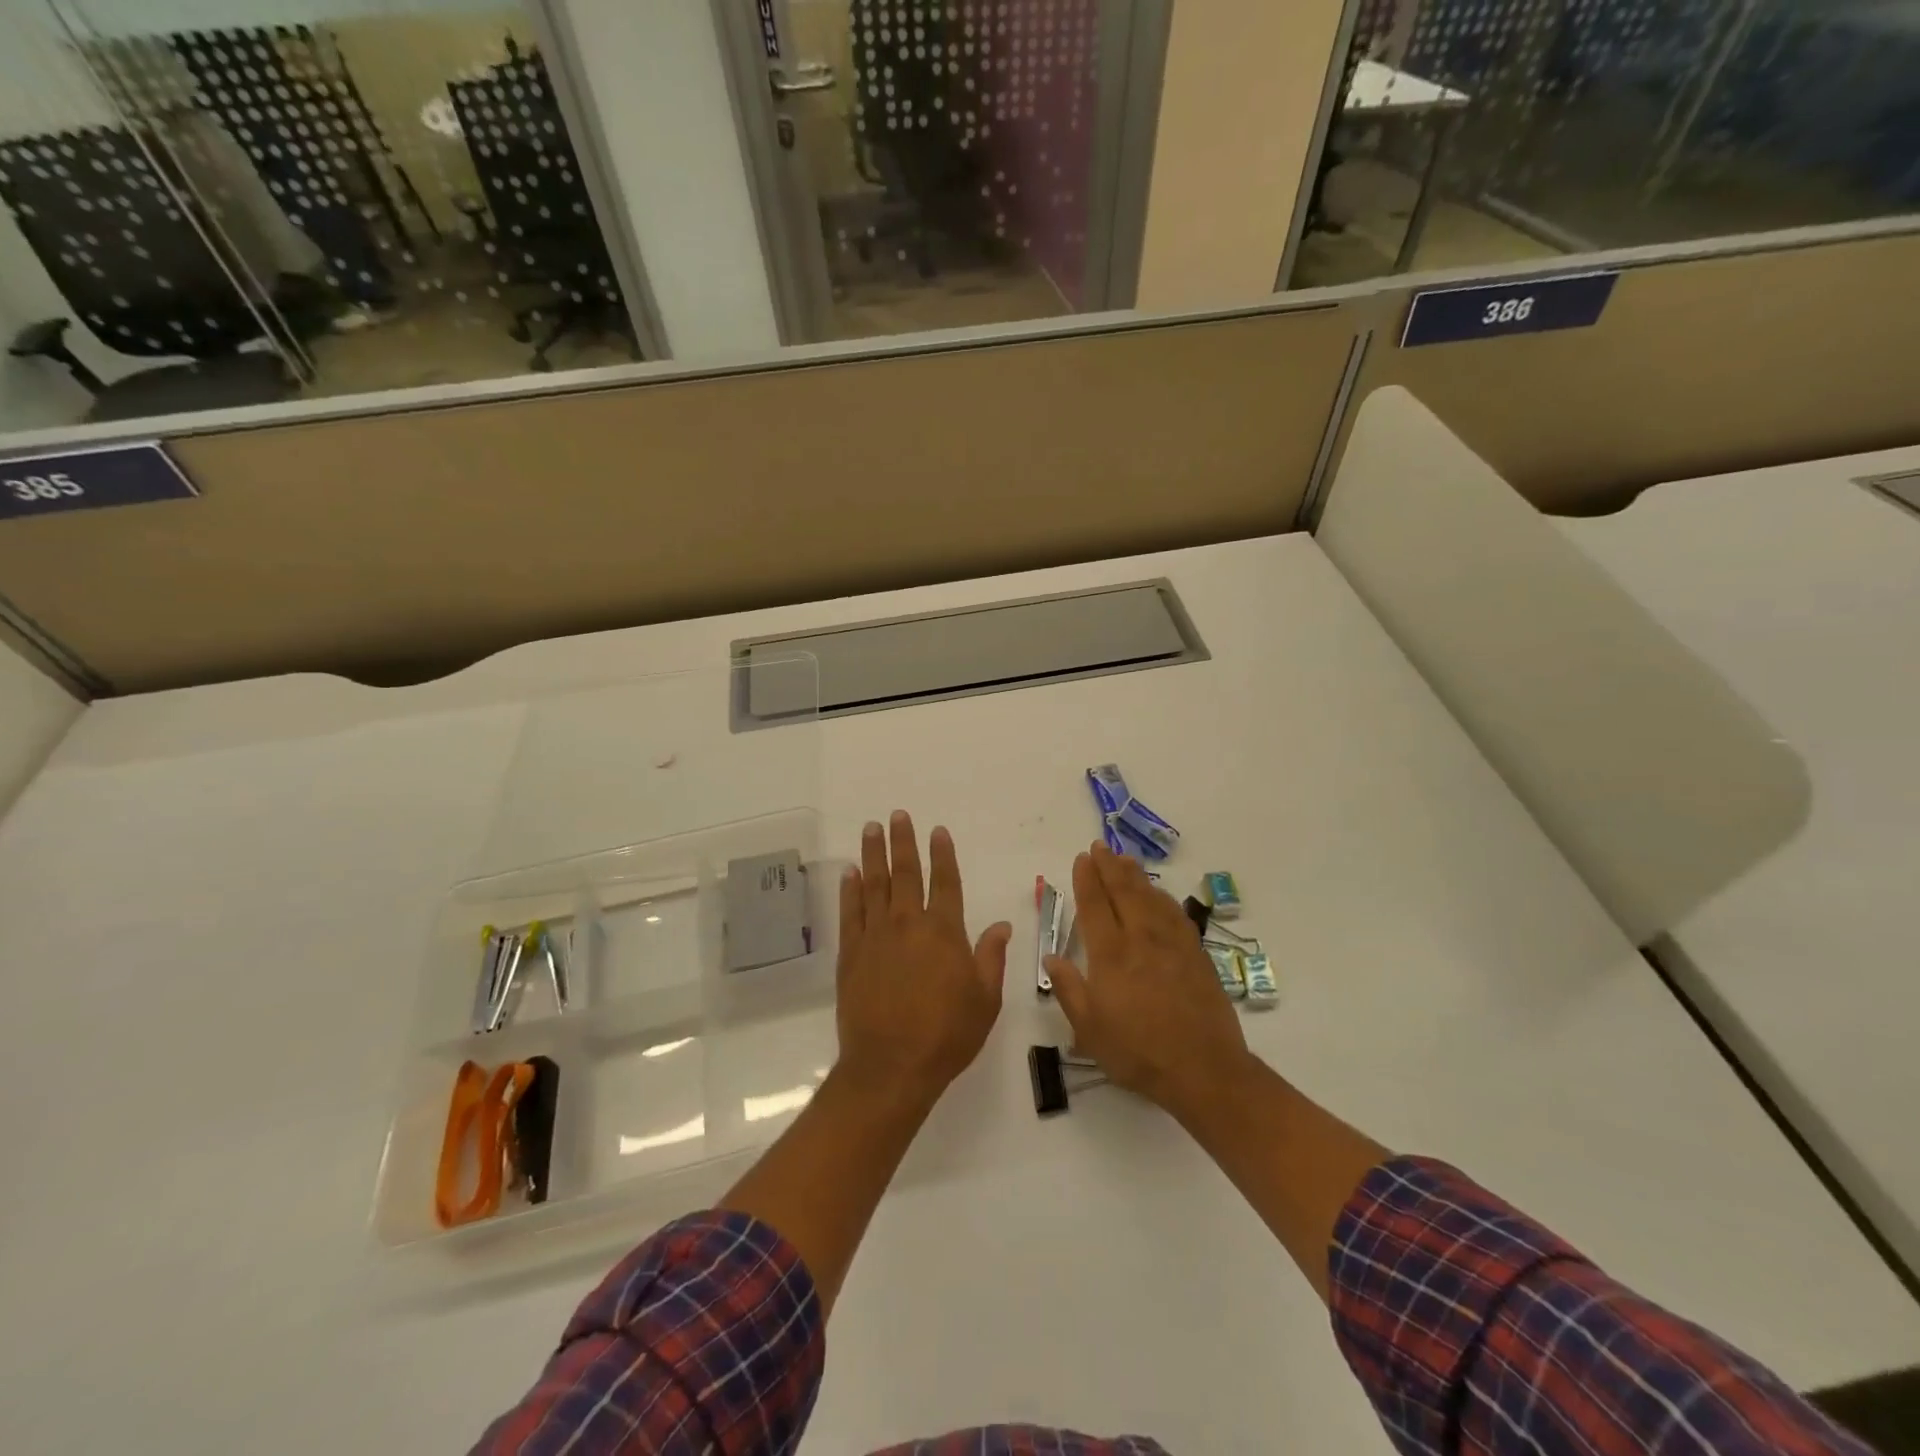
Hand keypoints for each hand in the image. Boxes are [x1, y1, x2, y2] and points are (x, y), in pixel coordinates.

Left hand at [836, 812, 1012, 1107]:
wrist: (891, 1066)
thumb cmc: (946, 1035)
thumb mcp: (985, 1000)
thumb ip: (991, 957)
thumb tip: (1002, 925)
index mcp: (944, 932)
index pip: (946, 882)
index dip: (943, 855)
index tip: (938, 831)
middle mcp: (909, 924)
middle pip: (906, 873)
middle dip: (903, 842)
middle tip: (897, 816)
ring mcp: (876, 936)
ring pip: (875, 884)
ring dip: (874, 854)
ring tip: (872, 829)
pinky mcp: (851, 953)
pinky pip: (851, 912)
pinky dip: (850, 889)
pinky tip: (850, 873)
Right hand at [1045, 842, 1251, 1117]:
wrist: (1203, 1069)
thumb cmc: (1138, 1052)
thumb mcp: (1089, 1030)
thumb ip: (1069, 989)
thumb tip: (1051, 956)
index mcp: (1111, 955)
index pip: (1095, 906)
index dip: (1087, 879)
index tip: (1082, 858)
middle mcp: (1141, 939)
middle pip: (1124, 892)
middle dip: (1109, 866)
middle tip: (1100, 846)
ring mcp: (1172, 944)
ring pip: (1151, 897)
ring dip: (1136, 875)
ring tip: (1125, 859)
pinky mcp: (1196, 954)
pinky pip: (1176, 914)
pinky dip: (1163, 897)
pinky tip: (1159, 894)